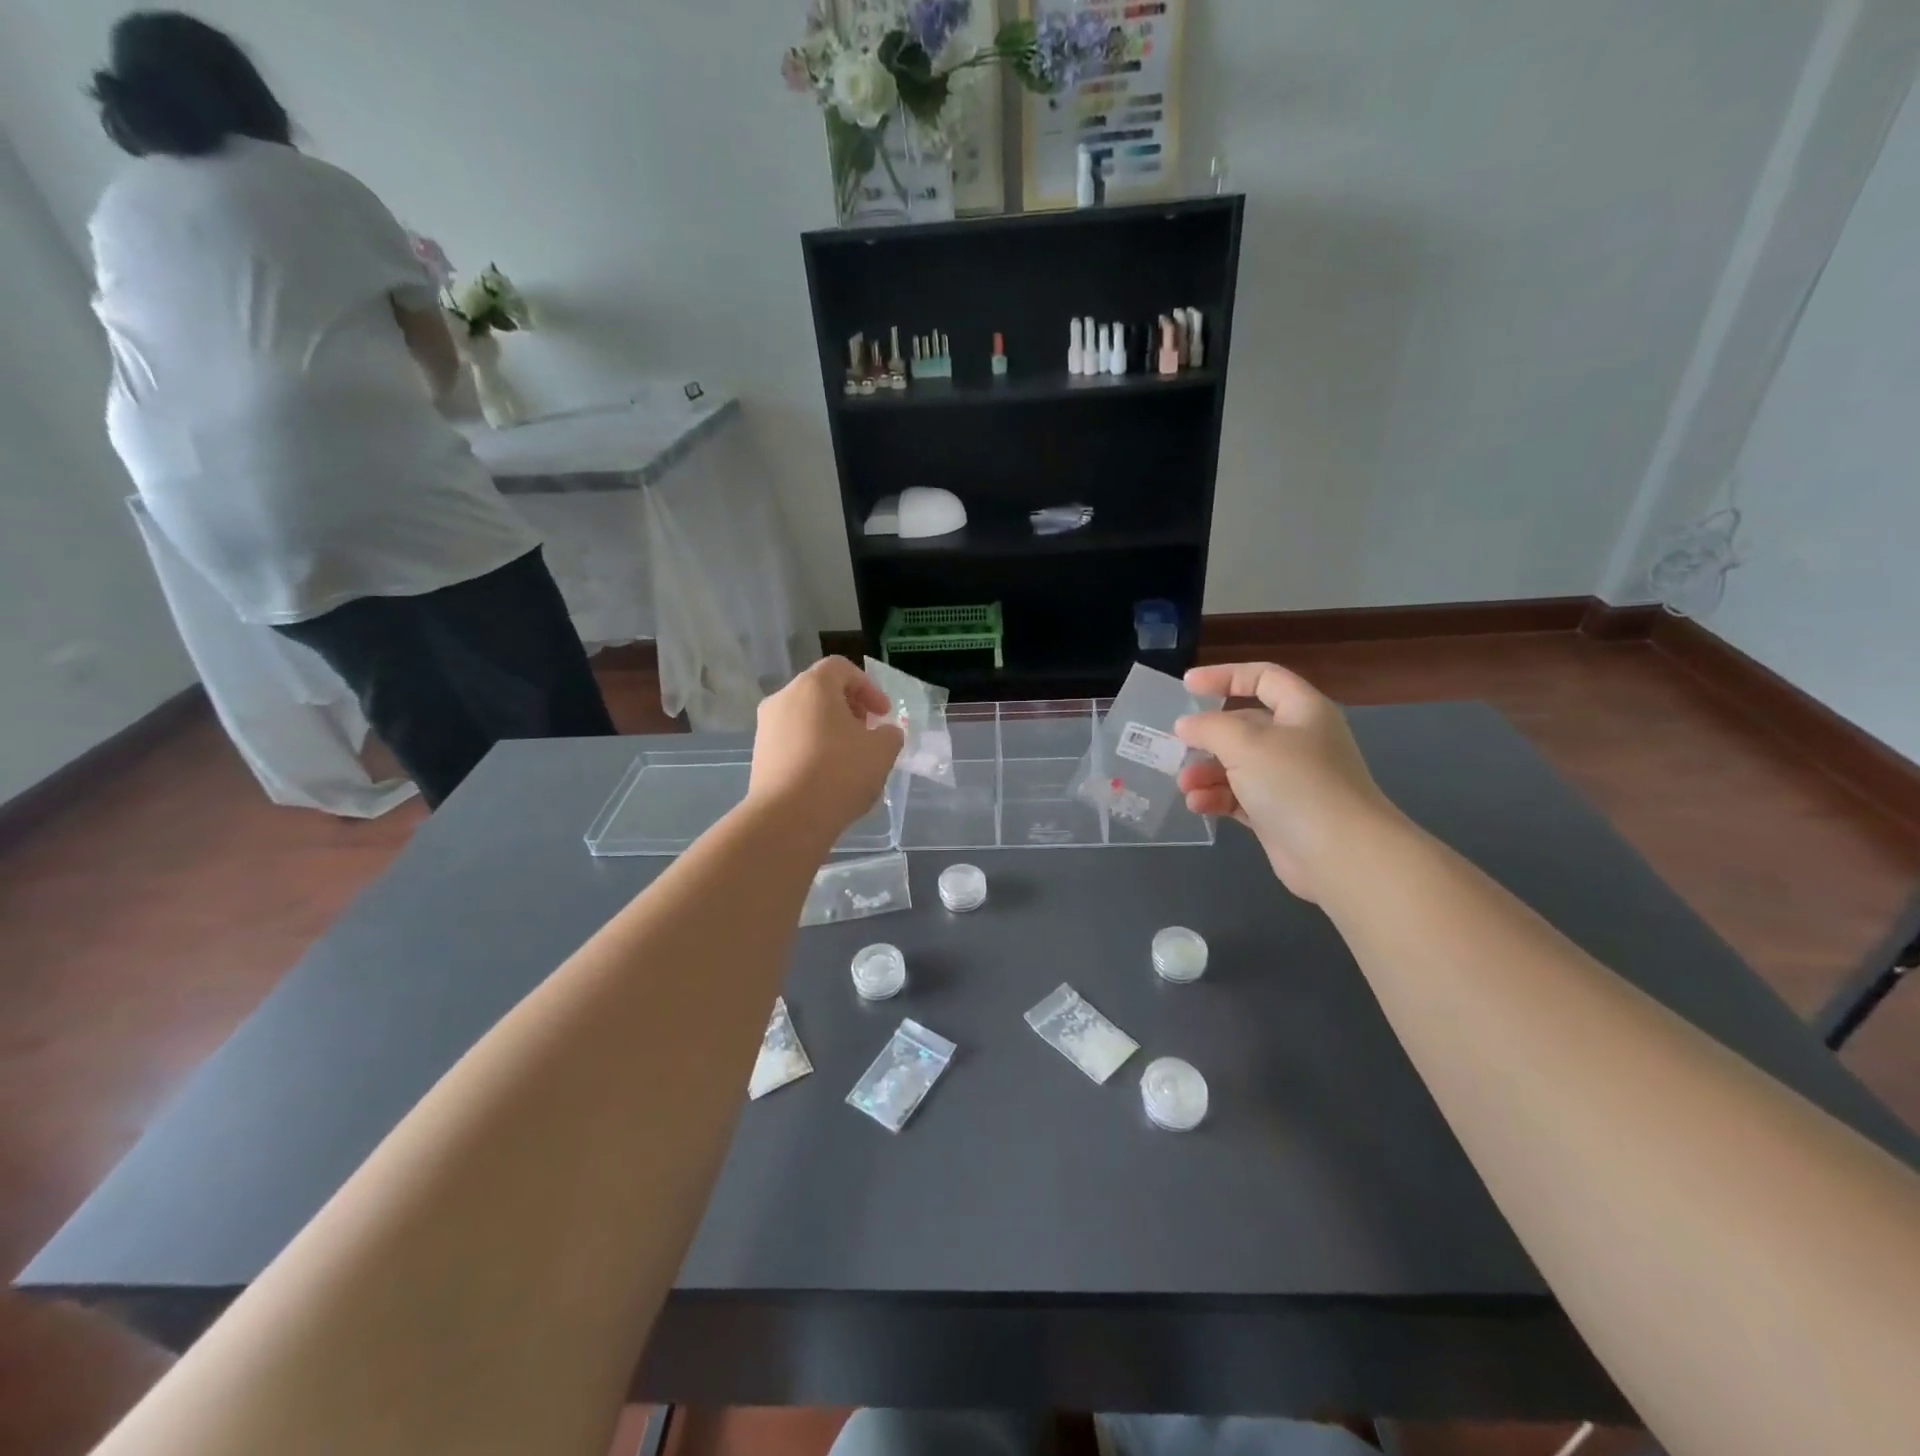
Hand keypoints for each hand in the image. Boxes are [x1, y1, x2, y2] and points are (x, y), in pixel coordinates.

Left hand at [748, 657, 903, 833]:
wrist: (788, 818)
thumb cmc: (840, 772)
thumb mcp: (882, 751)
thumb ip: (889, 734)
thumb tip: (884, 733)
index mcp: (813, 686)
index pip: (841, 668)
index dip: (868, 687)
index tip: (883, 714)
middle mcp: (783, 699)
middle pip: (821, 692)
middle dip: (849, 708)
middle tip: (868, 733)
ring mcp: (766, 728)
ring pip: (805, 717)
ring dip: (830, 730)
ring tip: (850, 758)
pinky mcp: (759, 756)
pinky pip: (792, 741)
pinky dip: (813, 749)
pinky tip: (828, 777)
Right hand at [1174, 663, 1400, 902]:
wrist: (1340, 854)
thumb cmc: (1296, 784)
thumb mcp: (1245, 744)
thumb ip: (1209, 727)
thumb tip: (1186, 725)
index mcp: (1302, 711)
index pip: (1263, 678)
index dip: (1225, 676)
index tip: (1187, 686)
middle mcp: (1298, 741)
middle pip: (1245, 726)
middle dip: (1208, 736)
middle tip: (1178, 745)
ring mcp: (1290, 780)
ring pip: (1238, 765)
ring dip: (1207, 771)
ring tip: (1185, 784)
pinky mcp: (1279, 814)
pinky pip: (1240, 797)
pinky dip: (1217, 798)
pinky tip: (1197, 805)